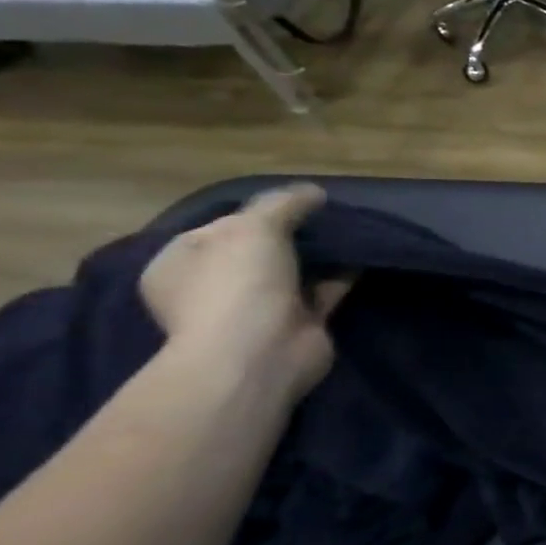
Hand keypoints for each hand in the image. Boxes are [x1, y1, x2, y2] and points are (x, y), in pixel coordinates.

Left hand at [139, 184, 351, 401]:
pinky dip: (341, 275)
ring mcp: (256, 308)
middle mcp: (214, 286)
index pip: (219, 228)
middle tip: (327, 216)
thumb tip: (313, 192)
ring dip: (320, 255)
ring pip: (293, 271)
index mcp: (182, 263)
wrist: (261, 353)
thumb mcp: (254, 227)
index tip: (293, 203)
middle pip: (259, 250)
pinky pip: (323, 291)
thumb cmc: (238, 285)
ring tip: (351, 231)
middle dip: (292, 233)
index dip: (254, 212)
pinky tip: (363, 256)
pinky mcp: (297, 324)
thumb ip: (283, 204)